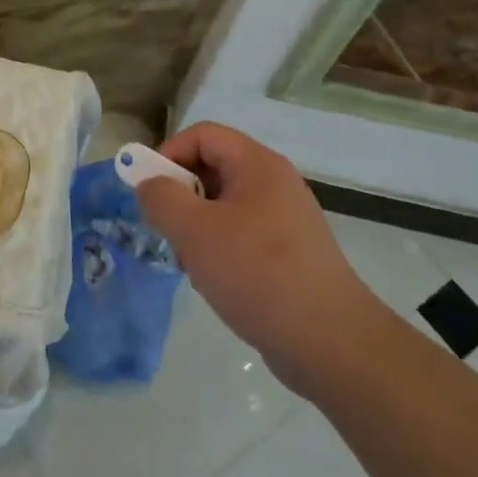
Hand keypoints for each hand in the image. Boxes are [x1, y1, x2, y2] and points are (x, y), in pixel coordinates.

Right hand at [134, 122, 371, 380]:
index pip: (202, 135)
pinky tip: (213, 281)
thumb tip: (149, 185)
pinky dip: (218, 249)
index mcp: (258, 165)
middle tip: (165, 228)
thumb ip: (161, 199)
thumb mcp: (195, 231)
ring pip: (223, 205)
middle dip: (180, 194)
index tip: (149, 191)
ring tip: (189, 261)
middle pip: (212, 168)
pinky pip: (241, 234)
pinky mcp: (288, 253)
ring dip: (196, 226)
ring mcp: (285, 219)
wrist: (329, 341)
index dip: (168, 153)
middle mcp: (274, 183)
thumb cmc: (257, 273)